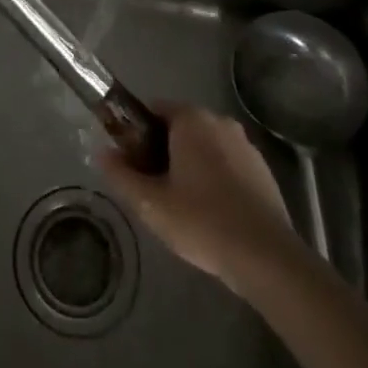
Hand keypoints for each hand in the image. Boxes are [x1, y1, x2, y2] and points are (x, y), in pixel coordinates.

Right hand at [100, 106, 300, 288]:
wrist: (266, 257)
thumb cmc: (202, 221)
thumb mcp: (150, 203)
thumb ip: (121, 175)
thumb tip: (101, 153)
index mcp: (191, 119)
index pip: (155, 109)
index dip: (138, 133)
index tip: (133, 163)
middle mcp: (219, 121)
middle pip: (181, 127)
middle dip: (164, 151)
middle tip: (155, 188)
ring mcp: (245, 144)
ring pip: (206, 146)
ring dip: (191, 165)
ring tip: (183, 206)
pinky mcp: (263, 170)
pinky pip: (228, 164)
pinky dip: (216, 179)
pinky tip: (212, 214)